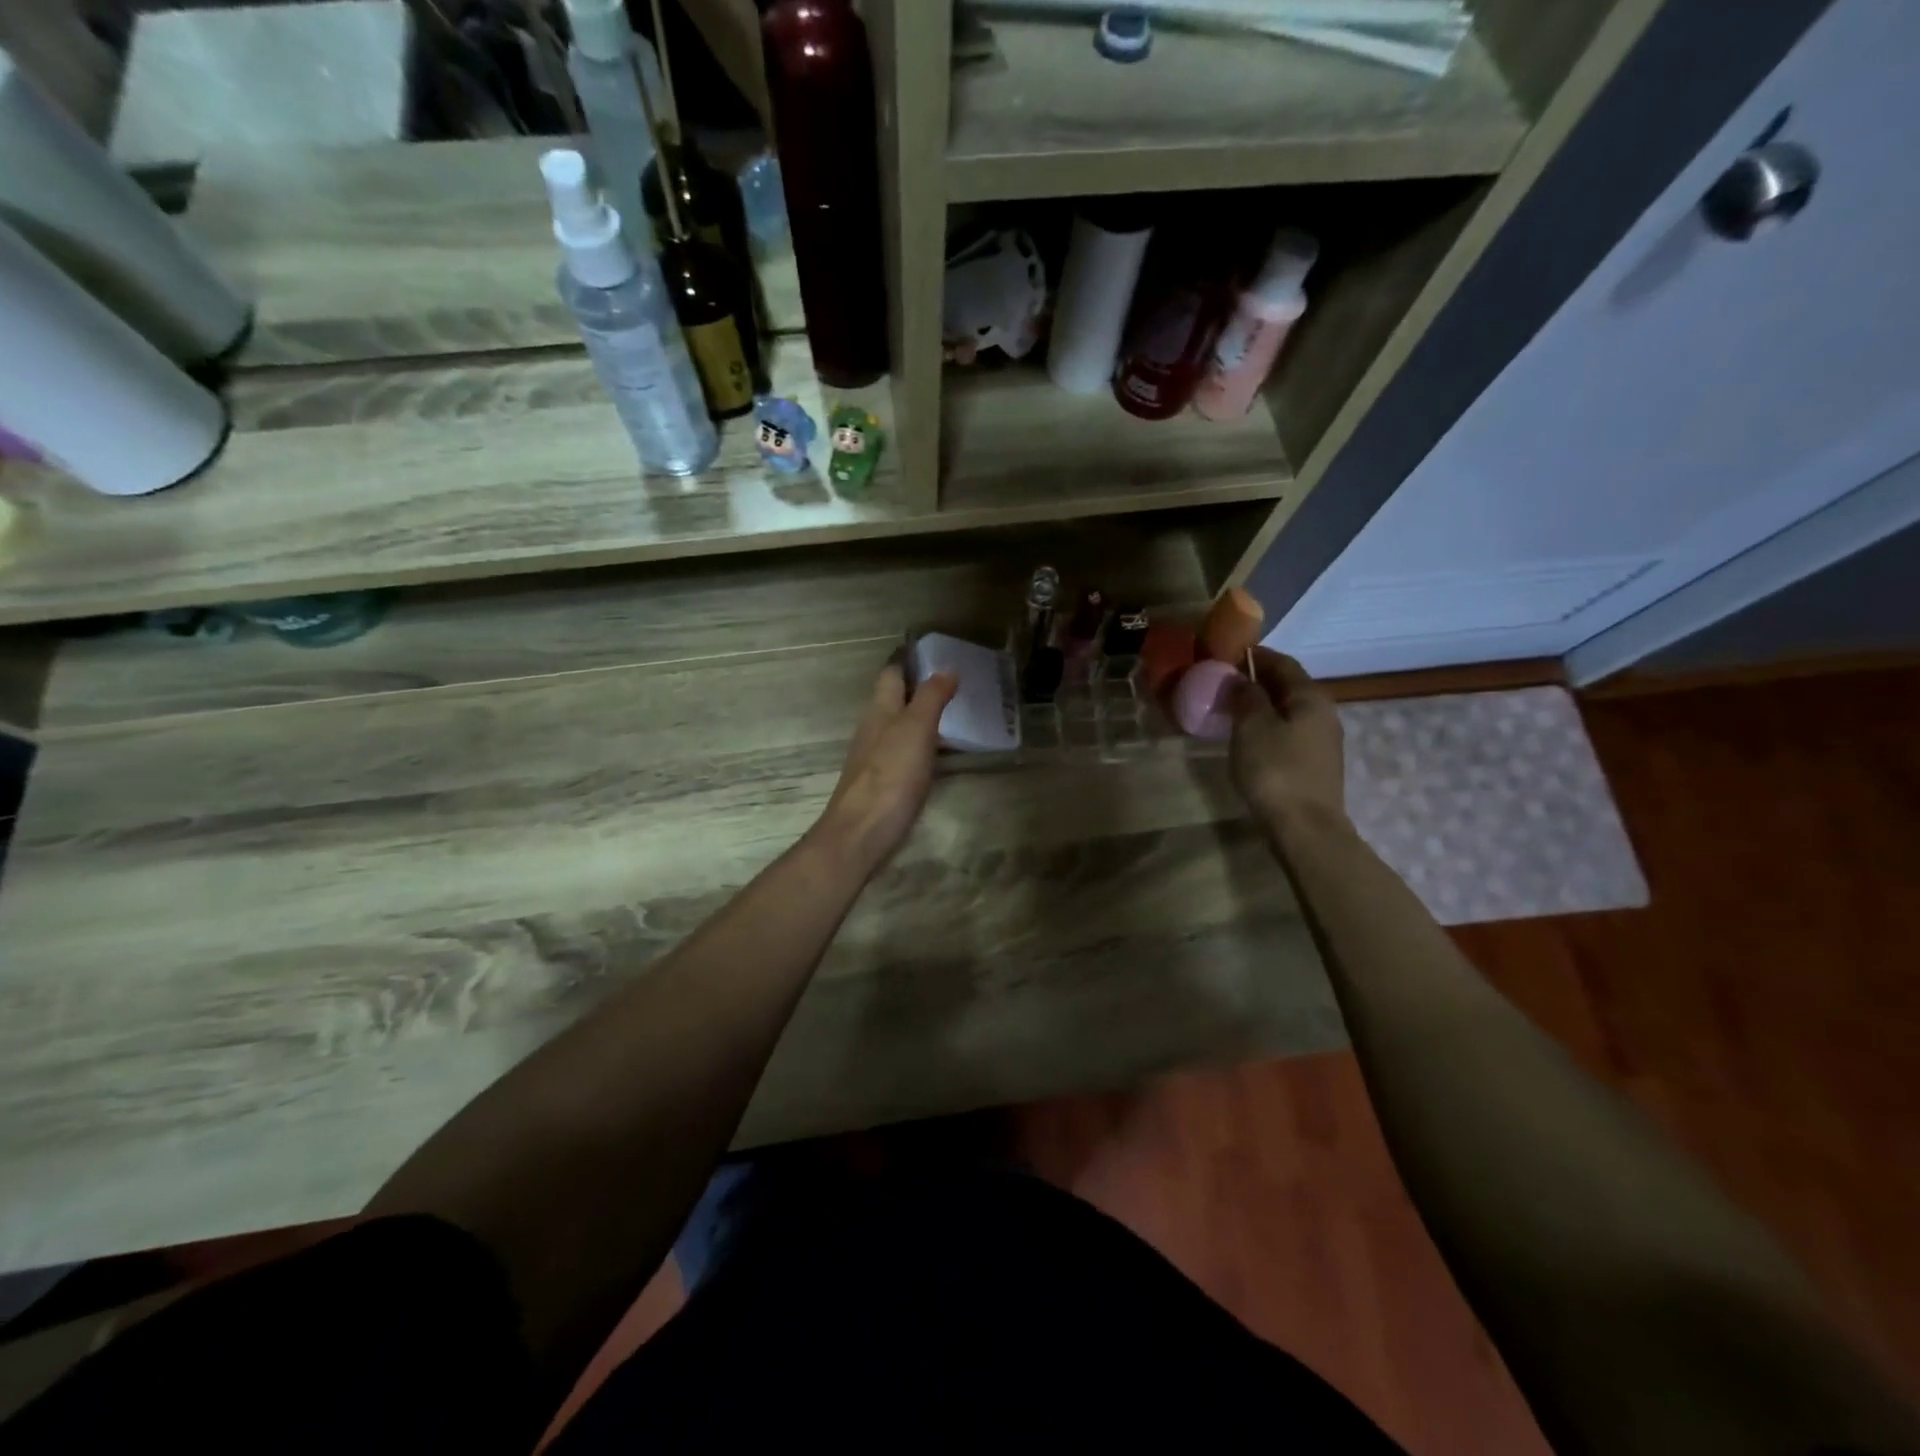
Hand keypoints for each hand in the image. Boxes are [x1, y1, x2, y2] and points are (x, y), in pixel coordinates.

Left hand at [812, 662, 957, 875]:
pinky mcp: (882, 784)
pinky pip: (904, 754)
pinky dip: (923, 747)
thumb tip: (946, 668)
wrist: (861, 833)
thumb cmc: (890, 775)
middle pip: (895, 700)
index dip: (911, 661)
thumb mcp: (916, 729)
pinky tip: (940, 756)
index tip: (939, 654)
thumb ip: (931, 697)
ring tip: (957, 717)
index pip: (892, 673)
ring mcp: (875, 758)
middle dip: (921, 690)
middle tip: (958, 686)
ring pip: (900, 728)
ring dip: (923, 719)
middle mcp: (873, 728)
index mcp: (879, 709)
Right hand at [1228, 648, 1346, 827]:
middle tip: (1223, 683)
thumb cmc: (1275, 770)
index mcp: (1311, 697)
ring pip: (1288, 711)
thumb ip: (1246, 696)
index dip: (1255, 656)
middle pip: (1288, 686)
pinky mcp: (1315, 765)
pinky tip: (1248, 738)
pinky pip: (1289, 733)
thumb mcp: (1252, 727)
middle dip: (1257, 681)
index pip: (1283, 663)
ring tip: (1230, 710)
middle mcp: (1324, 713)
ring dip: (1262, 706)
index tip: (1226, 655)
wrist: (1305, 828)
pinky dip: (1268, 726)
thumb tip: (1240, 678)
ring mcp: (1323, 741)